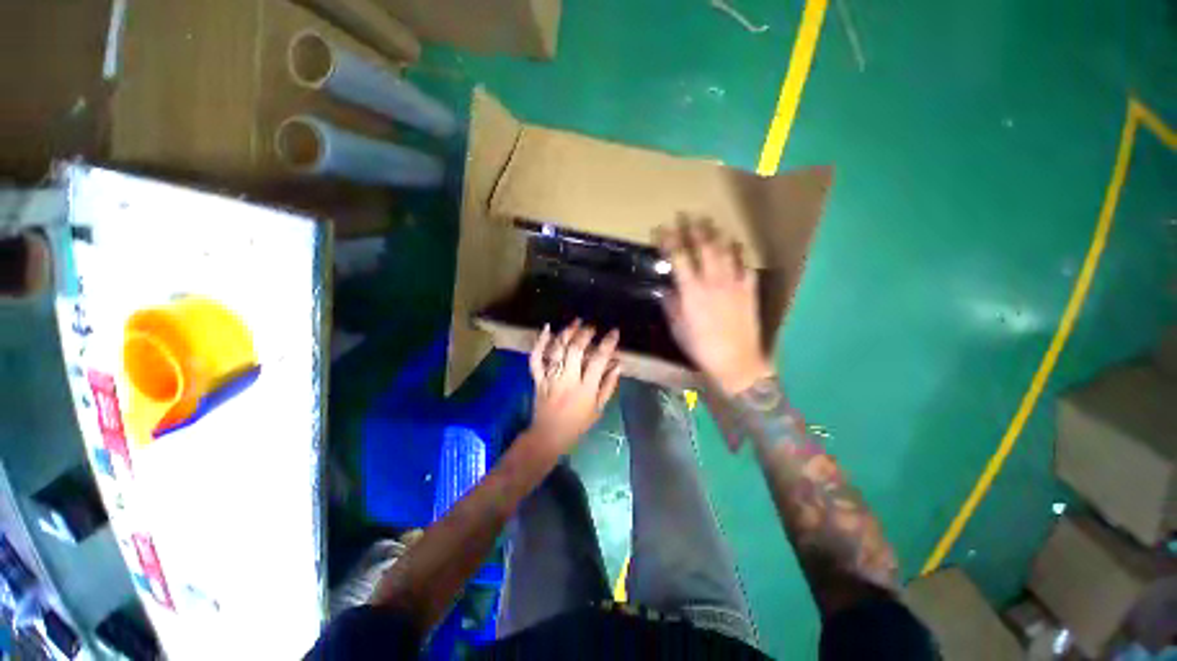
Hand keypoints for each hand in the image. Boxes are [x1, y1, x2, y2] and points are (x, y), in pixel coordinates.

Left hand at [526, 320, 621, 454]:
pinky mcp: (538, 378)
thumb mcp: (599, 408)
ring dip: (566, 333)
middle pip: (575, 350)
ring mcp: (550, 377)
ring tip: (576, 322)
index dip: (607, 344)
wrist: (548, 435)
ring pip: (557, 350)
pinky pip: (536, 358)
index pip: (598, 360)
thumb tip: (618, 364)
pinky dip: (540, 342)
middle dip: (585, 334)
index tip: (614, 332)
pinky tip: (547, 328)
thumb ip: (609, 385)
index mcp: (585, 389)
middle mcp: (567, 379)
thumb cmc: (577, 423)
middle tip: (592, 327)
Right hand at [655, 216, 772, 394]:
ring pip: (725, 250)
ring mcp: (733, 283)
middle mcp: (713, 281)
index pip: (678, 258)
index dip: (668, 240)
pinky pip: (745, 264)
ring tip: (709, 221)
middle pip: (703, 247)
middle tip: (686, 214)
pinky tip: (735, 242)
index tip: (661, 229)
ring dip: (715, 233)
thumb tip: (668, 288)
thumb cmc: (701, 346)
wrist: (736, 360)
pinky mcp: (749, 289)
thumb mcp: (678, 328)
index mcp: (692, 291)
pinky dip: (739, 251)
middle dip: (692, 228)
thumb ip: (671, 304)